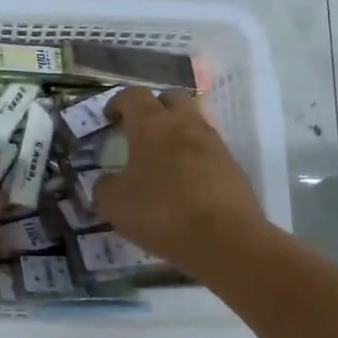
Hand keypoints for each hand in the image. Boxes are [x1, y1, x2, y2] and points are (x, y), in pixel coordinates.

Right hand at [95, 89, 264, 262]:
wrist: (226, 241)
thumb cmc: (162, 212)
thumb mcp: (114, 204)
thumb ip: (104, 187)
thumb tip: (108, 183)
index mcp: (152, 125)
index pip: (133, 96)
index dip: (118, 102)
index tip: (109, 119)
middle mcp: (186, 125)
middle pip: (171, 97)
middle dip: (154, 106)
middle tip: (140, 129)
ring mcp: (214, 144)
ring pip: (194, 122)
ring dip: (177, 131)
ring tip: (162, 158)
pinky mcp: (233, 168)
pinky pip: (208, 151)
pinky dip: (194, 157)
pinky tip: (184, 183)